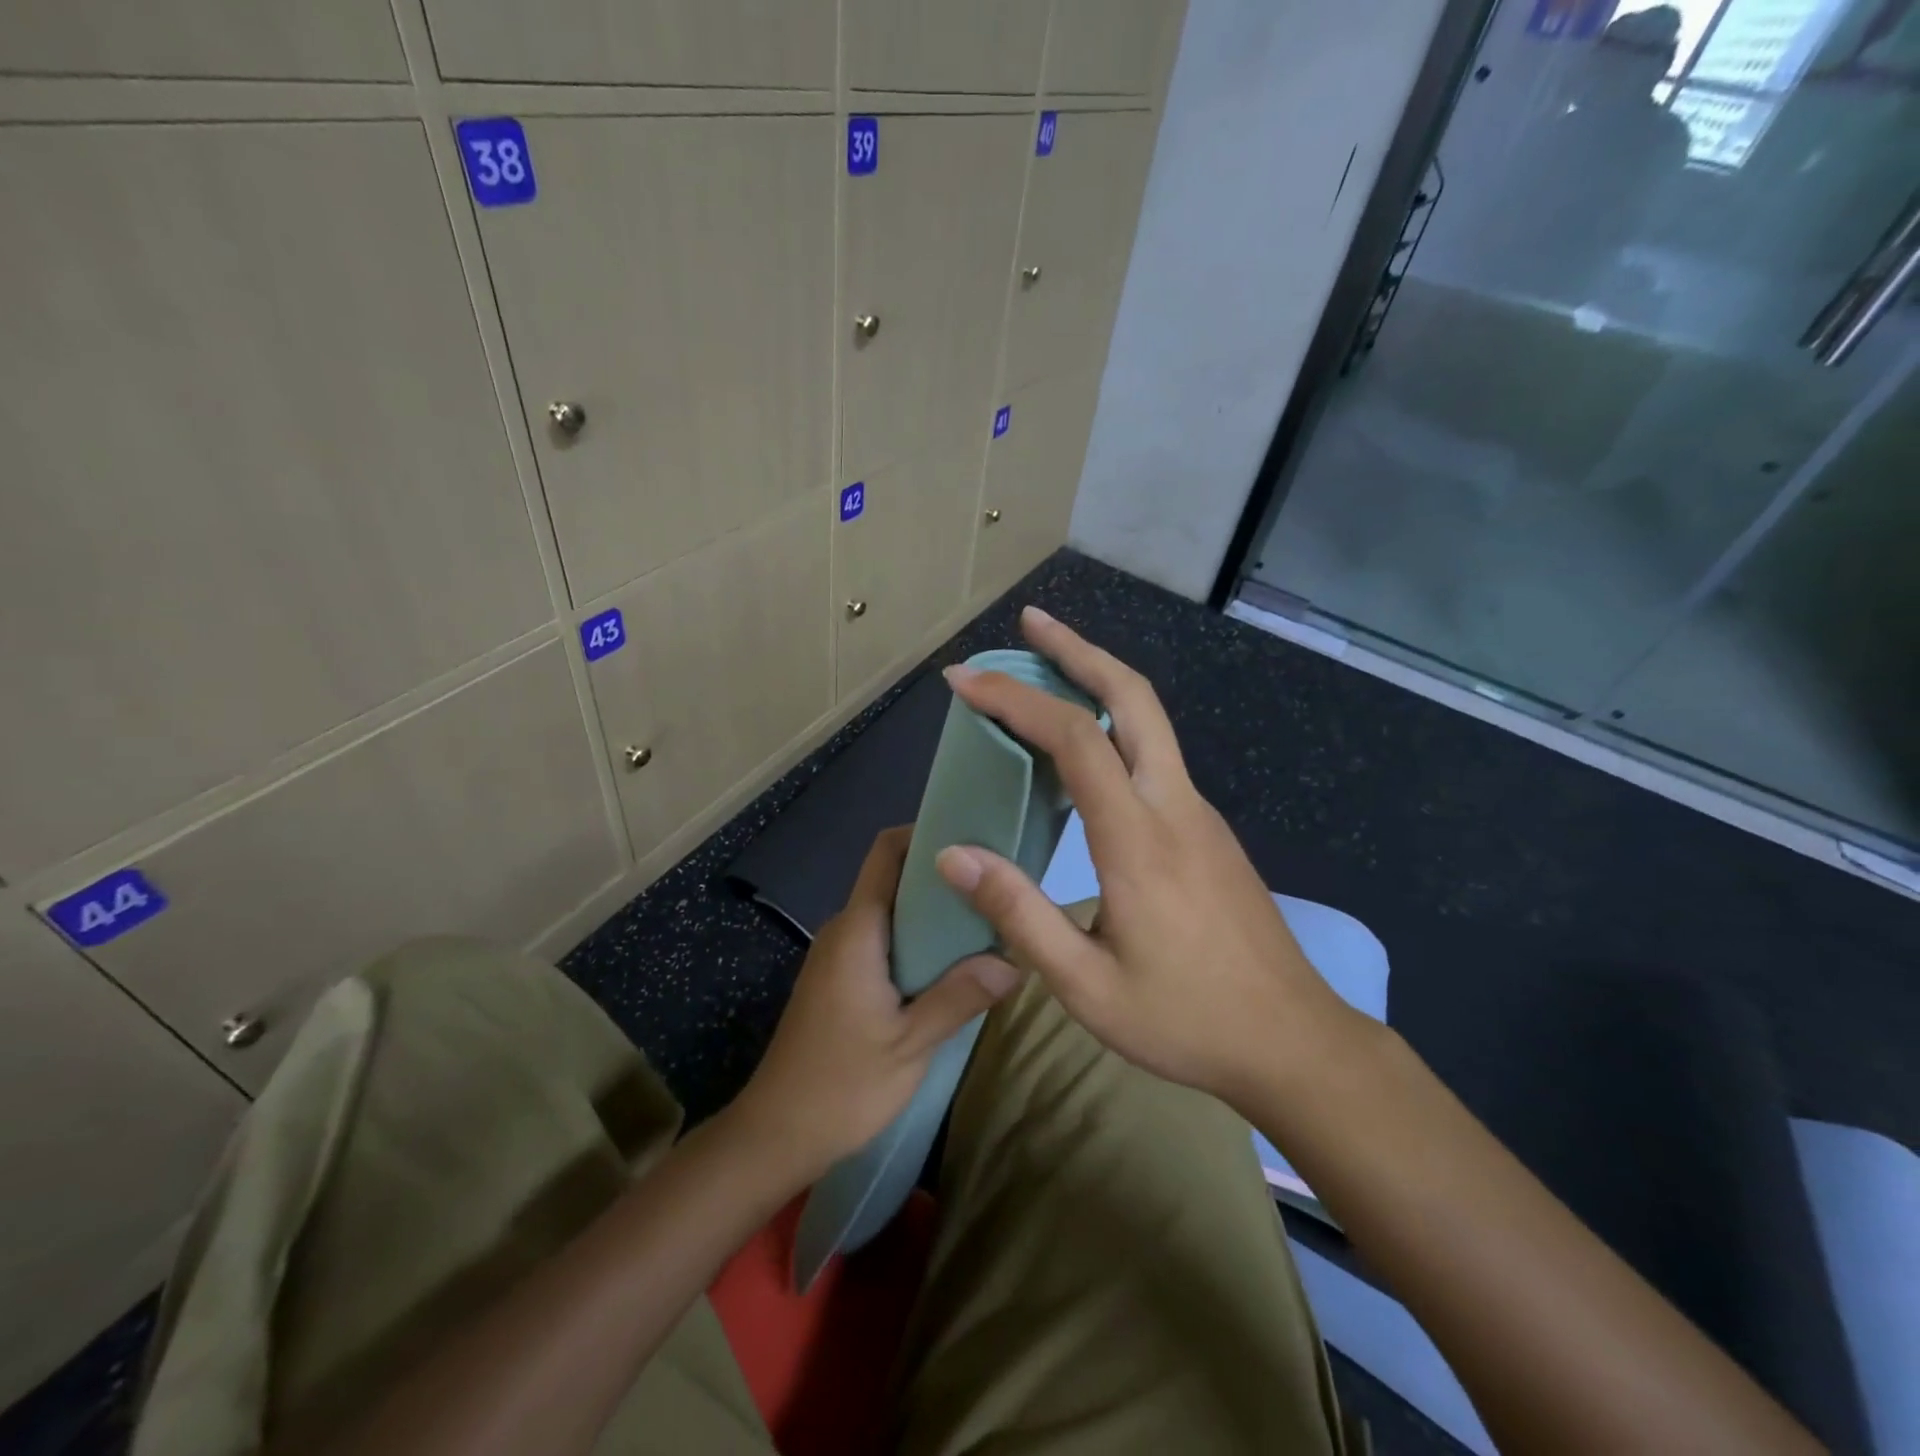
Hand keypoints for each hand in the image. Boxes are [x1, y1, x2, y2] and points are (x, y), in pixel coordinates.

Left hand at [733, 827, 1020, 1183]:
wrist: (775, 1135)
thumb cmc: (841, 1086)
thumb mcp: (910, 1044)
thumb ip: (960, 997)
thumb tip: (1013, 961)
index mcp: (858, 930)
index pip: (887, 852)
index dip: (925, 832)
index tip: (974, 836)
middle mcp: (845, 929)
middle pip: (894, 878)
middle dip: (942, 875)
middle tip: (995, 886)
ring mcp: (839, 953)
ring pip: (891, 911)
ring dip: (933, 912)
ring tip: (984, 921)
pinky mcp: (840, 977)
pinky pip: (884, 938)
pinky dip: (918, 939)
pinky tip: (952, 962)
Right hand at [933, 607, 1366, 1110]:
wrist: (1293, 1042)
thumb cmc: (1185, 1019)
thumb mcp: (1086, 984)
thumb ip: (1018, 914)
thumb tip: (954, 855)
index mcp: (1138, 838)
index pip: (1072, 738)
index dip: (1013, 699)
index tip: (963, 680)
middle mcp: (1174, 805)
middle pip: (1131, 697)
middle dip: (1078, 649)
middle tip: (1030, 625)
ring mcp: (1199, 813)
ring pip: (1149, 720)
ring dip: (1097, 680)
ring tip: (1045, 670)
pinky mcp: (1207, 830)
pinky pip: (1155, 755)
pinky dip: (1112, 724)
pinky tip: (1084, 747)